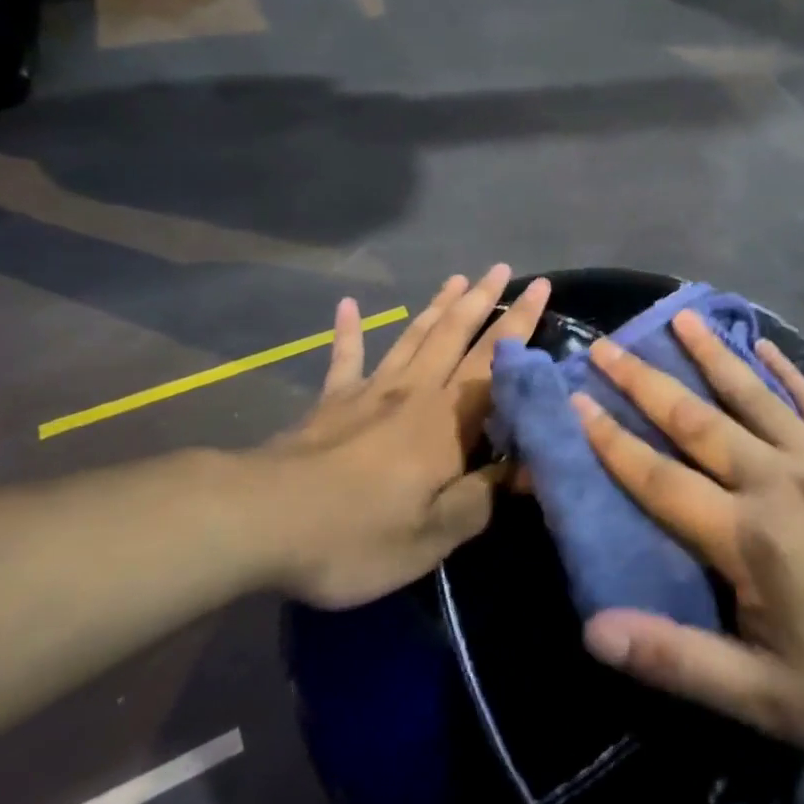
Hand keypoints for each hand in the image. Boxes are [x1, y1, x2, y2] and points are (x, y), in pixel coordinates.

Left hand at [251, 265, 550, 608]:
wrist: (263, 521)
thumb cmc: (358, 534)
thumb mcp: (434, 535)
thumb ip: (482, 498)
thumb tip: (527, 469)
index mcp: (447, 423)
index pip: (495, 364)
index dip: (520, 324)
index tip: (540, 287)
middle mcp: (414, 393)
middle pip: (455, 336)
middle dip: (483, 301)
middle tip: (502, 268)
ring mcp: (369, 392)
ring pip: (412, 338)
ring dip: (437, 307)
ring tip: (457, 279)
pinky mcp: (331, 403)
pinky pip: (345, 358)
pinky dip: (348, 331)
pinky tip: (347, 306)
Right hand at [573, 312, 803, 766]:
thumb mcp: (761, 698)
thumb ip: (675, 659)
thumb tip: (593, 631)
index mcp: (748, 536)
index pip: (660, 477)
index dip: (611, 440)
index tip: (574, 398)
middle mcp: (778, 481)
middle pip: (697, 420)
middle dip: (644, 381)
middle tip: (605, 346)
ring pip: (753, 395)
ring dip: (712, 353)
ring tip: (679, 315)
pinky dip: (784, 371)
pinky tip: (763, 346)